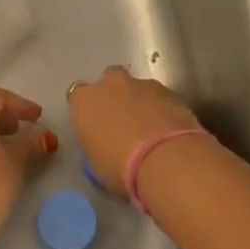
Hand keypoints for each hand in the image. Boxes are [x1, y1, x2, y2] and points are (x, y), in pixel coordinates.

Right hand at [66, 65, 211, 196]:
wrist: (165, 159)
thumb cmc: (119, 167)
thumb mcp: (95, 163)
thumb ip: (96, 143)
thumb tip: (104, 143)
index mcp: (84, 100)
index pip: (78, 97)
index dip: (89, 111)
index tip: (95, 127)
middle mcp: (110, 84)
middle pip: (109, 81)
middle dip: (115, 96)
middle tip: (123, 122)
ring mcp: (143, 84)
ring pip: (138, 88)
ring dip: (142, 103)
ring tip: (150, 131)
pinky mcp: (171, 91)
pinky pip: (162, 98)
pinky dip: (163, 110)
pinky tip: (169, 132)